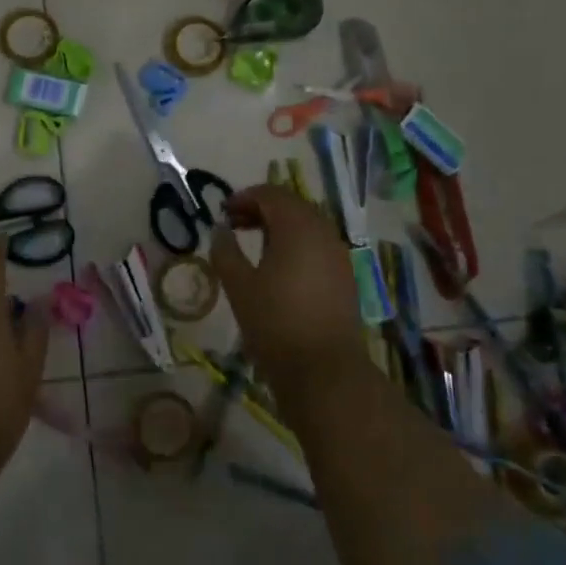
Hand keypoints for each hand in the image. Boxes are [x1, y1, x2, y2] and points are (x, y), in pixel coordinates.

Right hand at [209, 185, 367, 383]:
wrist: (324, 370)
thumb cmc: (275, 322)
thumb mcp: (239, 285)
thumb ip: (225, 251)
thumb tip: (220, 229)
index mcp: (297, 226)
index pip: (271, 194)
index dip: (245, 197)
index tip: (224, 212)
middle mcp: (323, 232)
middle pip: (292, 205)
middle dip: (262, 209)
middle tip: (235, 224)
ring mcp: (339, 254)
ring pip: (307, 225)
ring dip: (280, 226)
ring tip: (254, 244)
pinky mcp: (345, 276)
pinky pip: (318, 245)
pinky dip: (296, 243)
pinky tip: (280, 267)